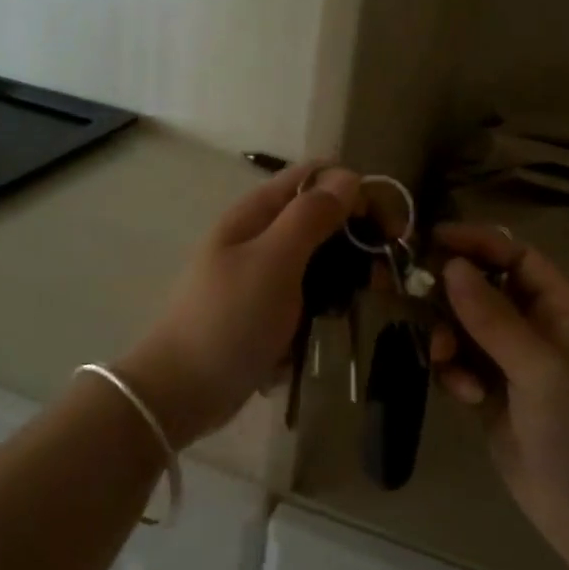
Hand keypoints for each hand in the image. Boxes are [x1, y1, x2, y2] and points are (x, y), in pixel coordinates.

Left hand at [118, 163, 359, 445]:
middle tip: (383, 273)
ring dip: (345, 274)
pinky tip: (338, 323)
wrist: (182, 392)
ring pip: (318, 258)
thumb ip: (311, 216)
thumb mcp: (273, 262)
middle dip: (356, 237)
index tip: (386, 227)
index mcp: (256, 213)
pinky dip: (325, 303)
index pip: (314, 177)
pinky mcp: (266, 309)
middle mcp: (260, 235)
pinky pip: (307, 293)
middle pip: (320, 217)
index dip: (354, 190)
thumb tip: (348, 176)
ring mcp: (262, 274)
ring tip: (367, 300)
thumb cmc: (229, 321)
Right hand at [429, 223, 568, 569]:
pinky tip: (463, 395)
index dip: (478, 244)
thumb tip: (451, 265)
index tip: (431, 240)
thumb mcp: (544, 370)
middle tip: (414, 297)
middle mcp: (540, 332)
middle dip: (451, 294)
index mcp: (566, 312)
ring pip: (467, 330)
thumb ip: (494, 318)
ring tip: (441, 358)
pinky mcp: (496, 400)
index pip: (518, 259)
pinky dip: (455, 373)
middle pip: (485, 291)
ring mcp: (516, 367)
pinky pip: (463, 367)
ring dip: (448, 337)